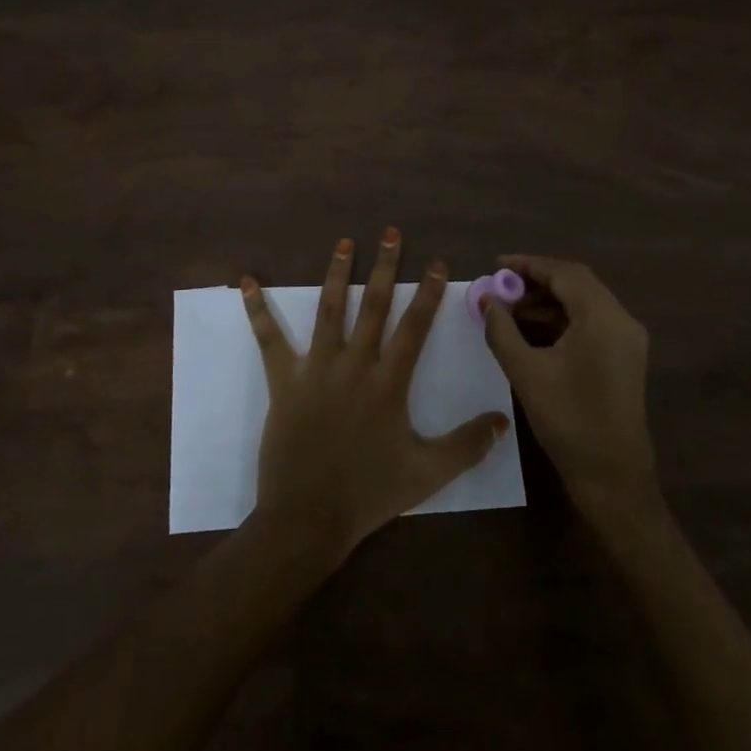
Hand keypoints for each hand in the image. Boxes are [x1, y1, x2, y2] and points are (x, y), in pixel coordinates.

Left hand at [242, 230, 510, 565]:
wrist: (308, 518)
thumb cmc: (369, 494)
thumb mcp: (427, 473)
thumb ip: (467, 445)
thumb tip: (503, 420)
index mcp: (388, 383)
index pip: (415, 328)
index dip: (429, 294)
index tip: (437, 263)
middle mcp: (354, 365)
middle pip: (374, 306)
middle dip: (386, 267)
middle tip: (391, 233)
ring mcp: (316, 369)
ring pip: (329, 310)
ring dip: (337, 273)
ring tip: (344, 242)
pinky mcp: (284, 381)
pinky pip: (269, 340)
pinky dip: (258, 310)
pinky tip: (247, 282)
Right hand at [480, 255, 657, 521]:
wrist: (613, 477)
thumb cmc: (568, 421)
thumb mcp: (526, 372)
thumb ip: (502, 329)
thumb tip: (486, 299)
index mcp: (602, 318)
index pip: (564, 273)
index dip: (528, 265)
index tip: (496, 266)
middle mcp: (621, 320)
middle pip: (576, 283)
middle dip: (536, 282)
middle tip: (501, 290)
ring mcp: (627, 339)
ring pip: (584, 302)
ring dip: (548, 302)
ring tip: (510, 313)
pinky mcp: (625, 357)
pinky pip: (591, 322)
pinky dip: (562, 319)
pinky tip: (533, 333)